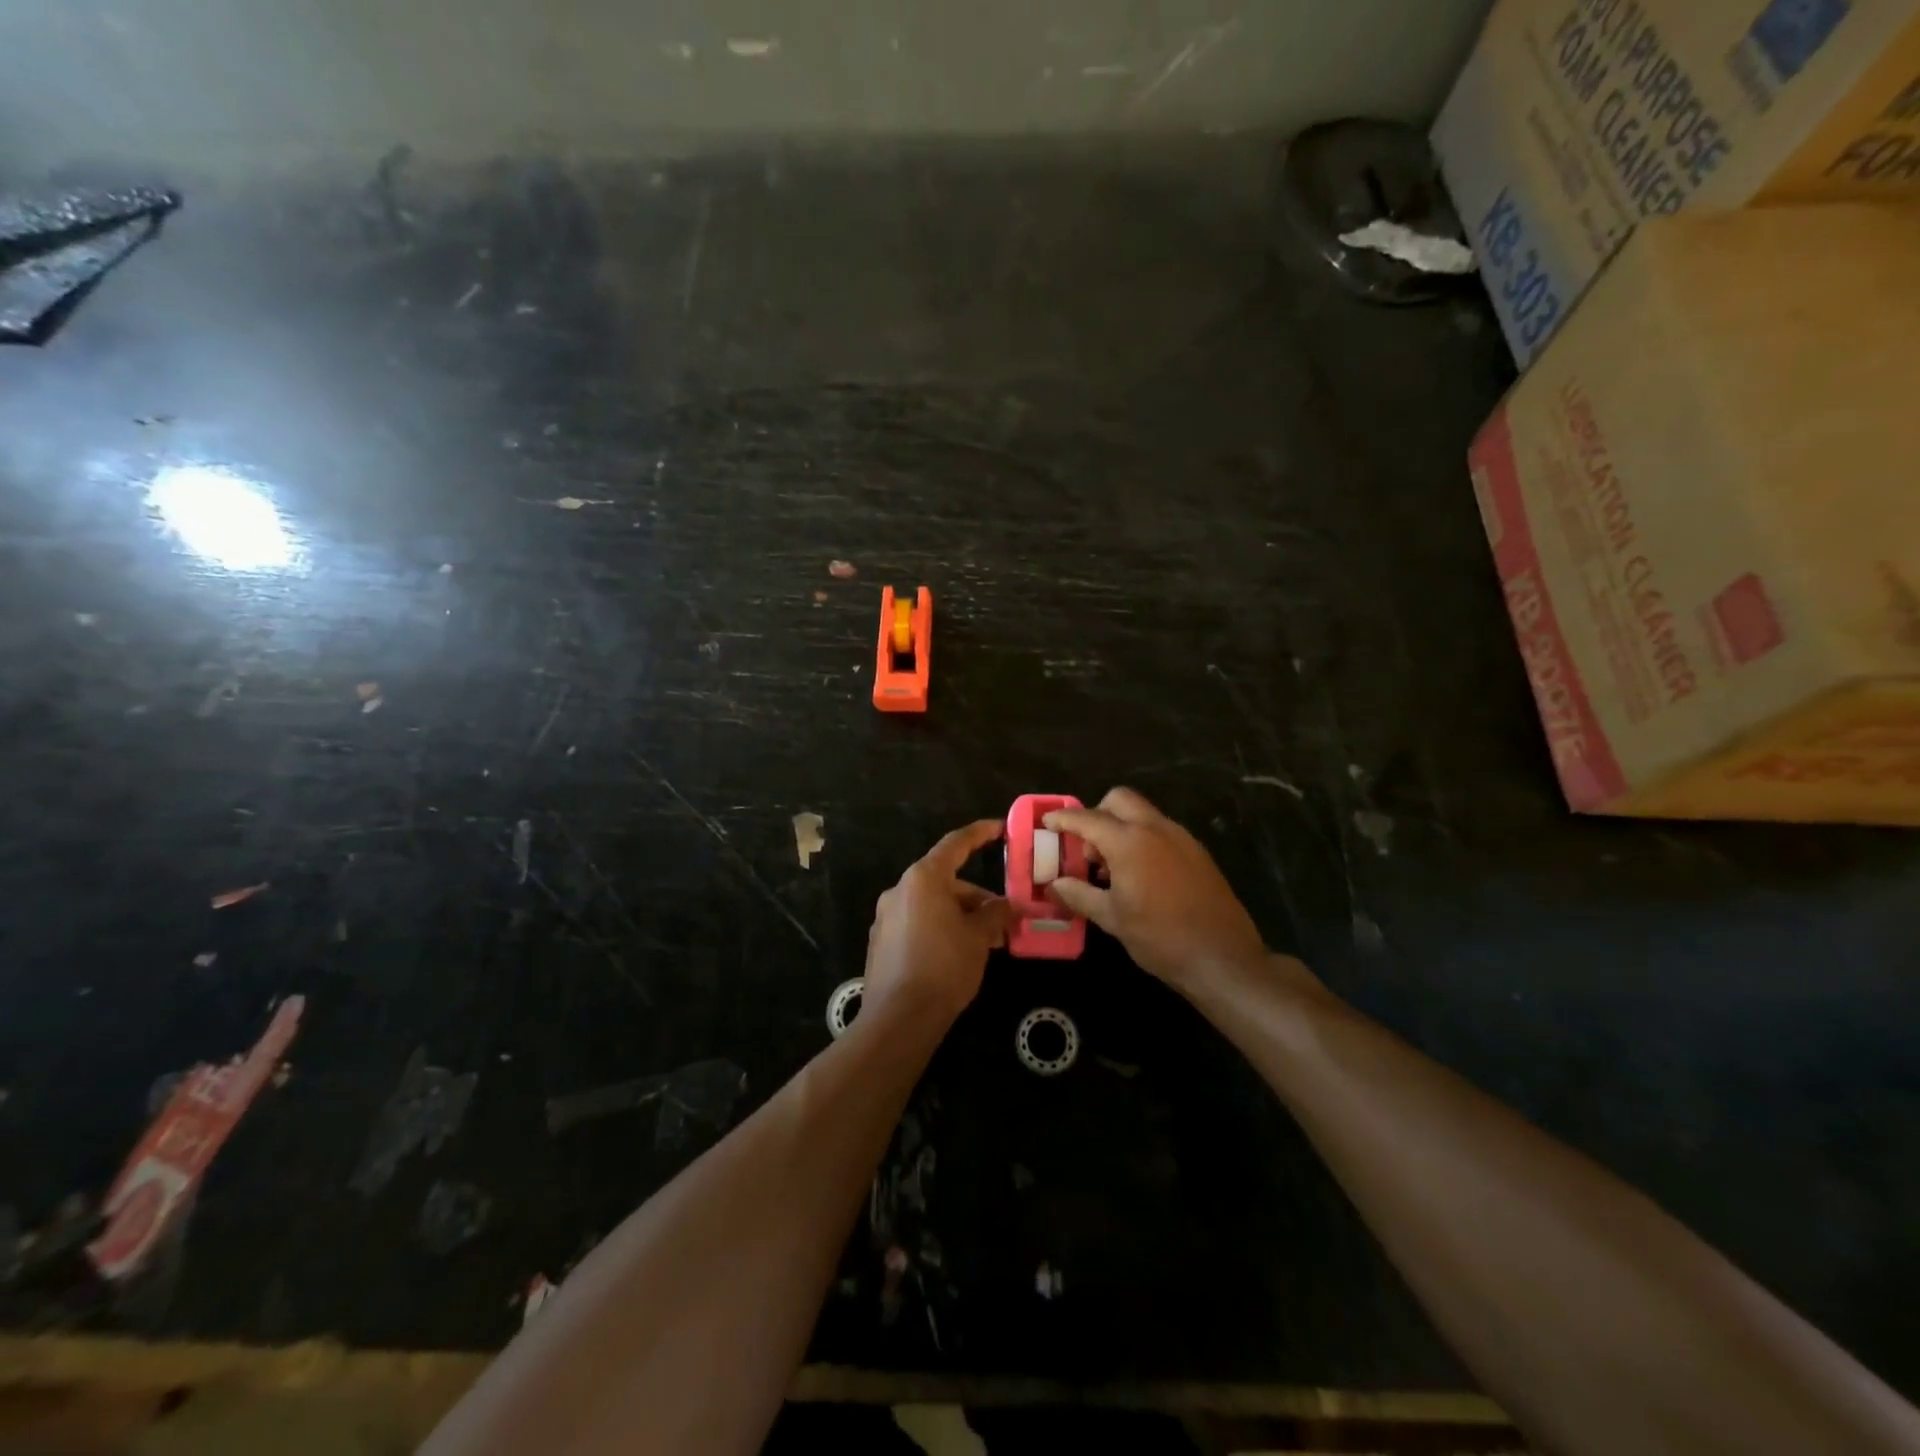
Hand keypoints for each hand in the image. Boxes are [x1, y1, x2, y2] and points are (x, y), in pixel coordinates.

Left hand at [864, 819, 1010, 1025]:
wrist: (899, 1017)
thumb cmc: (945, 966)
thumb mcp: (979, 937)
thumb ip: (995, 913)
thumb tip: (1008, 905)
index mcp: (923, 878)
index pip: (956, 844)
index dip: (980, 833)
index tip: (999, 827)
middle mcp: (900, 889)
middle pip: (945, 880)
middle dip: (976, 897)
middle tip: (1003, 918)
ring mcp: (886, 916)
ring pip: (932, 904)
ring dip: (960, 915)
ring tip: (987, 942)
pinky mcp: (881, 941)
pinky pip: (917, 923)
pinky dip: (940, 928)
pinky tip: (959, 954)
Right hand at [1044, 788, 1266, 991]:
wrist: (1223, 958)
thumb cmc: (1160, 938)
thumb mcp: (1112, 918)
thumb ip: (1079, 894)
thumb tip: (1054, 884)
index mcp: (1130, 842)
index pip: (1088, 818)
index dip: (1064, 819)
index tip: (1047, 823)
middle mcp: (1156, 829)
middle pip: (1120, 800)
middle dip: (1098, 814)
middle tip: (1088, 848)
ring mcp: (1181, 838)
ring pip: (1143, 814)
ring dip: (1121, 827)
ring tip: (1112, 868)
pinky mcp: (1197, 852)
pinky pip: (1162, 831)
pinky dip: (1143, 839)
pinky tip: (1140, 875)